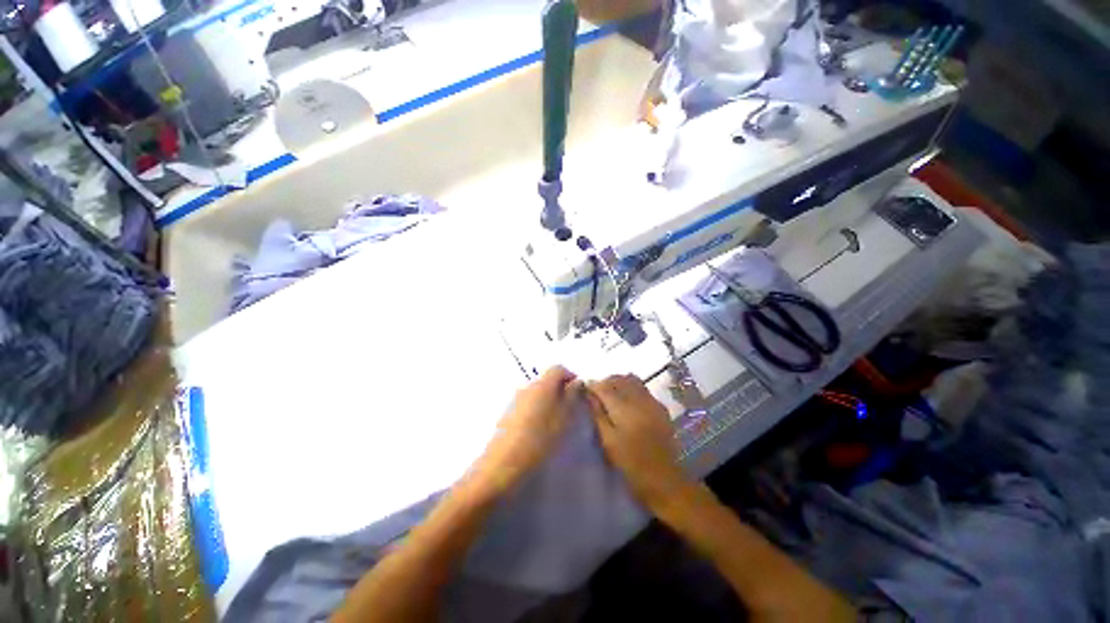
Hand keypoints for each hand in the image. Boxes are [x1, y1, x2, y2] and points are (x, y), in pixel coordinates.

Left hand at [473, 367, 583, 492]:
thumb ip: (573, 396)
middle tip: (570, 410)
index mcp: (543, 384)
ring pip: (537, 394)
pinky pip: (527, 405)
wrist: (505, 463)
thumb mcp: (565, 417)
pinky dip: (537, 412)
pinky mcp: (507, 415)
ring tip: (556, 423)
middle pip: (547, 381)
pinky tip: (540, 431)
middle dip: (560, 391)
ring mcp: (515, 400)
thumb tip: (577, 383)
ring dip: (548, 402)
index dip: (570, 377)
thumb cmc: (541, 438)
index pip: (558, 369)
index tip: (579, 392)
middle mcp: (527, 387)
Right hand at [587, 374, 692, 510]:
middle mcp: (639, 399)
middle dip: (605, 382)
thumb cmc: (631, 464)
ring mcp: (652, 402)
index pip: (604, 386)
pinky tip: (627, 401)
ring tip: (610, 395)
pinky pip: (643, 388)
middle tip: (596, 394)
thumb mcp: (608, 441)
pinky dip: (631, 388)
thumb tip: (588, 393)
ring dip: (618, 383)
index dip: (592, 385)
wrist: (665, 480)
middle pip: (619, 379)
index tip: (584, 390)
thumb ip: (597, 413)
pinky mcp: (660, 407)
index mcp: (624, 408)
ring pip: (632, 380)